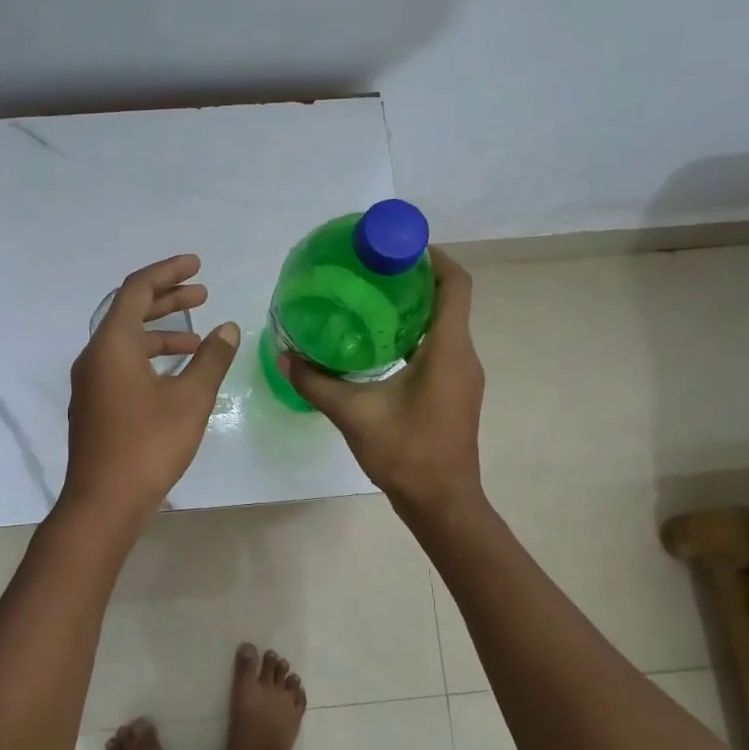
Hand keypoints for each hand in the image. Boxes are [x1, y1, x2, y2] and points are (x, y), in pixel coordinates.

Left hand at [62, 254, 240, 521]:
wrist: (104, 502)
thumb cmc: (148, 444)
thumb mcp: (190, 399)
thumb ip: (212, 359)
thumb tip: (228, 328)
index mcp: (113, 344)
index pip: (137, 289)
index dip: (168, 272)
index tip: (198, 266)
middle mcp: (95, 356)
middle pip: (130, 312)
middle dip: (168, 299)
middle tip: (203, 294)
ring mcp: (91, 382)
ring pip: (127, 341)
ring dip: (162, 333)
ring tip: (198, 339)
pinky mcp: (94, 404)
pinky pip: (122, 363)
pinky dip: (150, 357)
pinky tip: (176, 374)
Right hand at [283, 249, 483, 515]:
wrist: (442, 503)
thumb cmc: (406, 453)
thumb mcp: (354, 414)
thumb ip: (317, 383)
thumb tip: (284, 356)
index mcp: (448, 350)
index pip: (455, 285)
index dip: (433, 257)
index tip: (397, 246)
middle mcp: (464, 355)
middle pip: (449, 300)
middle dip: (414, 279)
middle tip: (371, 271)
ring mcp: (463, 375)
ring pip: (444, 325)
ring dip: (414, 308)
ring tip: (370, 300)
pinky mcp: (456, 391)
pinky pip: (440, 347)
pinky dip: (414, 334)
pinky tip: (379, 344)